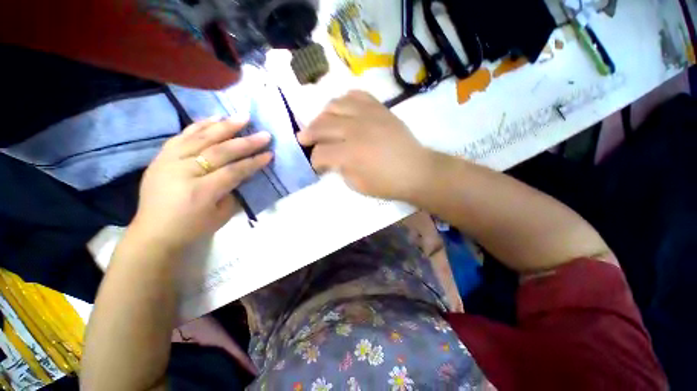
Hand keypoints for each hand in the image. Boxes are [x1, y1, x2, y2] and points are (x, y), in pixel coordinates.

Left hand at [131, 119, 271, 249]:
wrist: (153, 232)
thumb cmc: (192, 228)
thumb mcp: (221, 216)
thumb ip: (233, 191)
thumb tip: (242, 173)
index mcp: (201, 191)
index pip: (234, 171)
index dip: (254, 162)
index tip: (270, 154)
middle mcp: (183, 172)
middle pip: (220, 151)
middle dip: (245, 142)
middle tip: (264, 134)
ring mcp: (169, 161)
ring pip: (200, 138)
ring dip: (224, 126)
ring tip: (242, 117)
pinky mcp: (161, 157)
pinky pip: (182, 136)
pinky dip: (199, 125)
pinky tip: (214, 117)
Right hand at [297, 90, 432, 199]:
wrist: (416, 171)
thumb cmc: (387, 184)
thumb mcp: (358, 185)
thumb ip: (340, 169)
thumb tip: (332, 159)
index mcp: (350, 154)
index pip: (320, 152)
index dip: (314, 160)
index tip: (315, 164)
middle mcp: (355, 129)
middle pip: (322, 125)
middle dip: (308, 133)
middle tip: (304, 139)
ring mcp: (368, 115)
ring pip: (335, 105)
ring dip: (323, 115)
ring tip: (321, 123)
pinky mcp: (380, 108)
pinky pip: (357, 95)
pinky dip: (345, 100)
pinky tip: (342, 109)